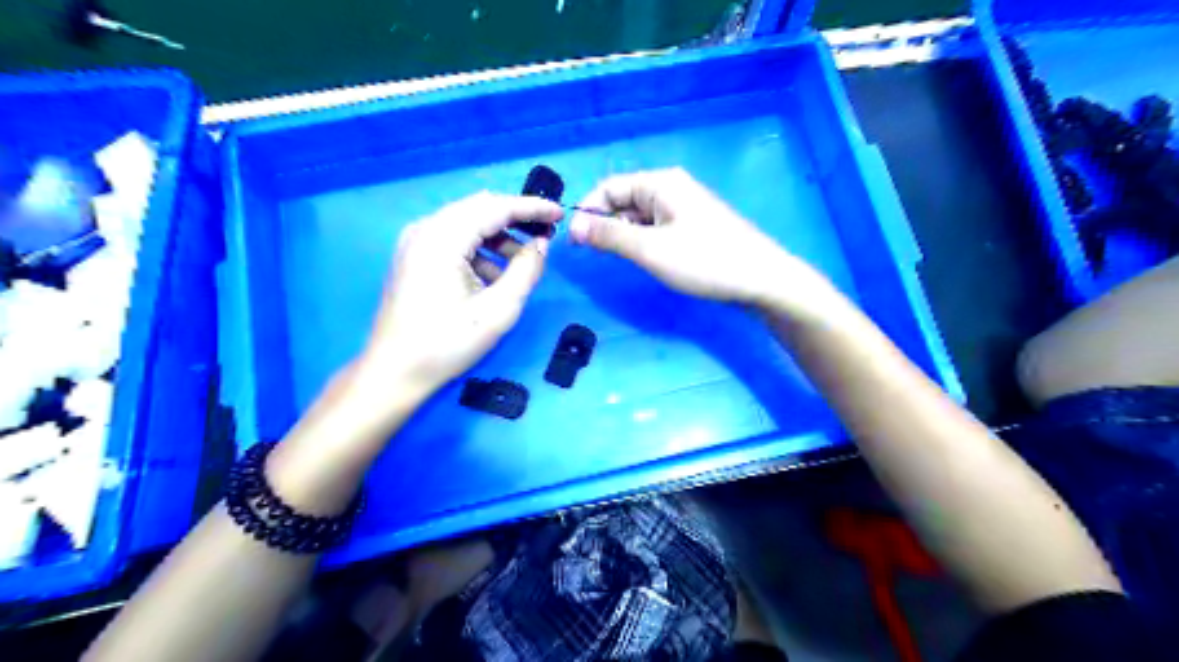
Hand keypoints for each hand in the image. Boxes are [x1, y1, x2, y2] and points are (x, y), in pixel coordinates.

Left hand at [358, 191, 560, 396]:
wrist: (394, 371)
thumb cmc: (447, 343)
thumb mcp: (498, 310)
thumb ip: (526, 271)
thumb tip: (542, 244)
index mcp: (442, 237)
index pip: (495, 207)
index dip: (531, 208)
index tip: (560, 214)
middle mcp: (425, 229)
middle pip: (479, 208)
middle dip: (516, 218)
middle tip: (547, 232)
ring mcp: (416, 242)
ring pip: (467, 223)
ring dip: (499, 236)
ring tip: (525, 260)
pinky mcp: (414, 257)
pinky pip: (454, 240)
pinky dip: (480, 250)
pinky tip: (496, 275)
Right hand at [566, 167, 832, 316]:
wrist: (761, 279)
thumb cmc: (704, 260)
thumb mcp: (650, 249)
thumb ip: (609, 236)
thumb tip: (574, 226)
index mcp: (660, 183)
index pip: (609, 188)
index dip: (588, 213)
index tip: (575, 244)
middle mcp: (671, 188)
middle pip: (624, 200)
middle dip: (607, 226)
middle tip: (601, 257)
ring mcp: (684, 207)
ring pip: (640, 217)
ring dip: (626, 236)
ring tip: (629, 261)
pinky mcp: (693, 226)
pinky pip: (657, 228)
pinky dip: (645, 242)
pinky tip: (649, 261)